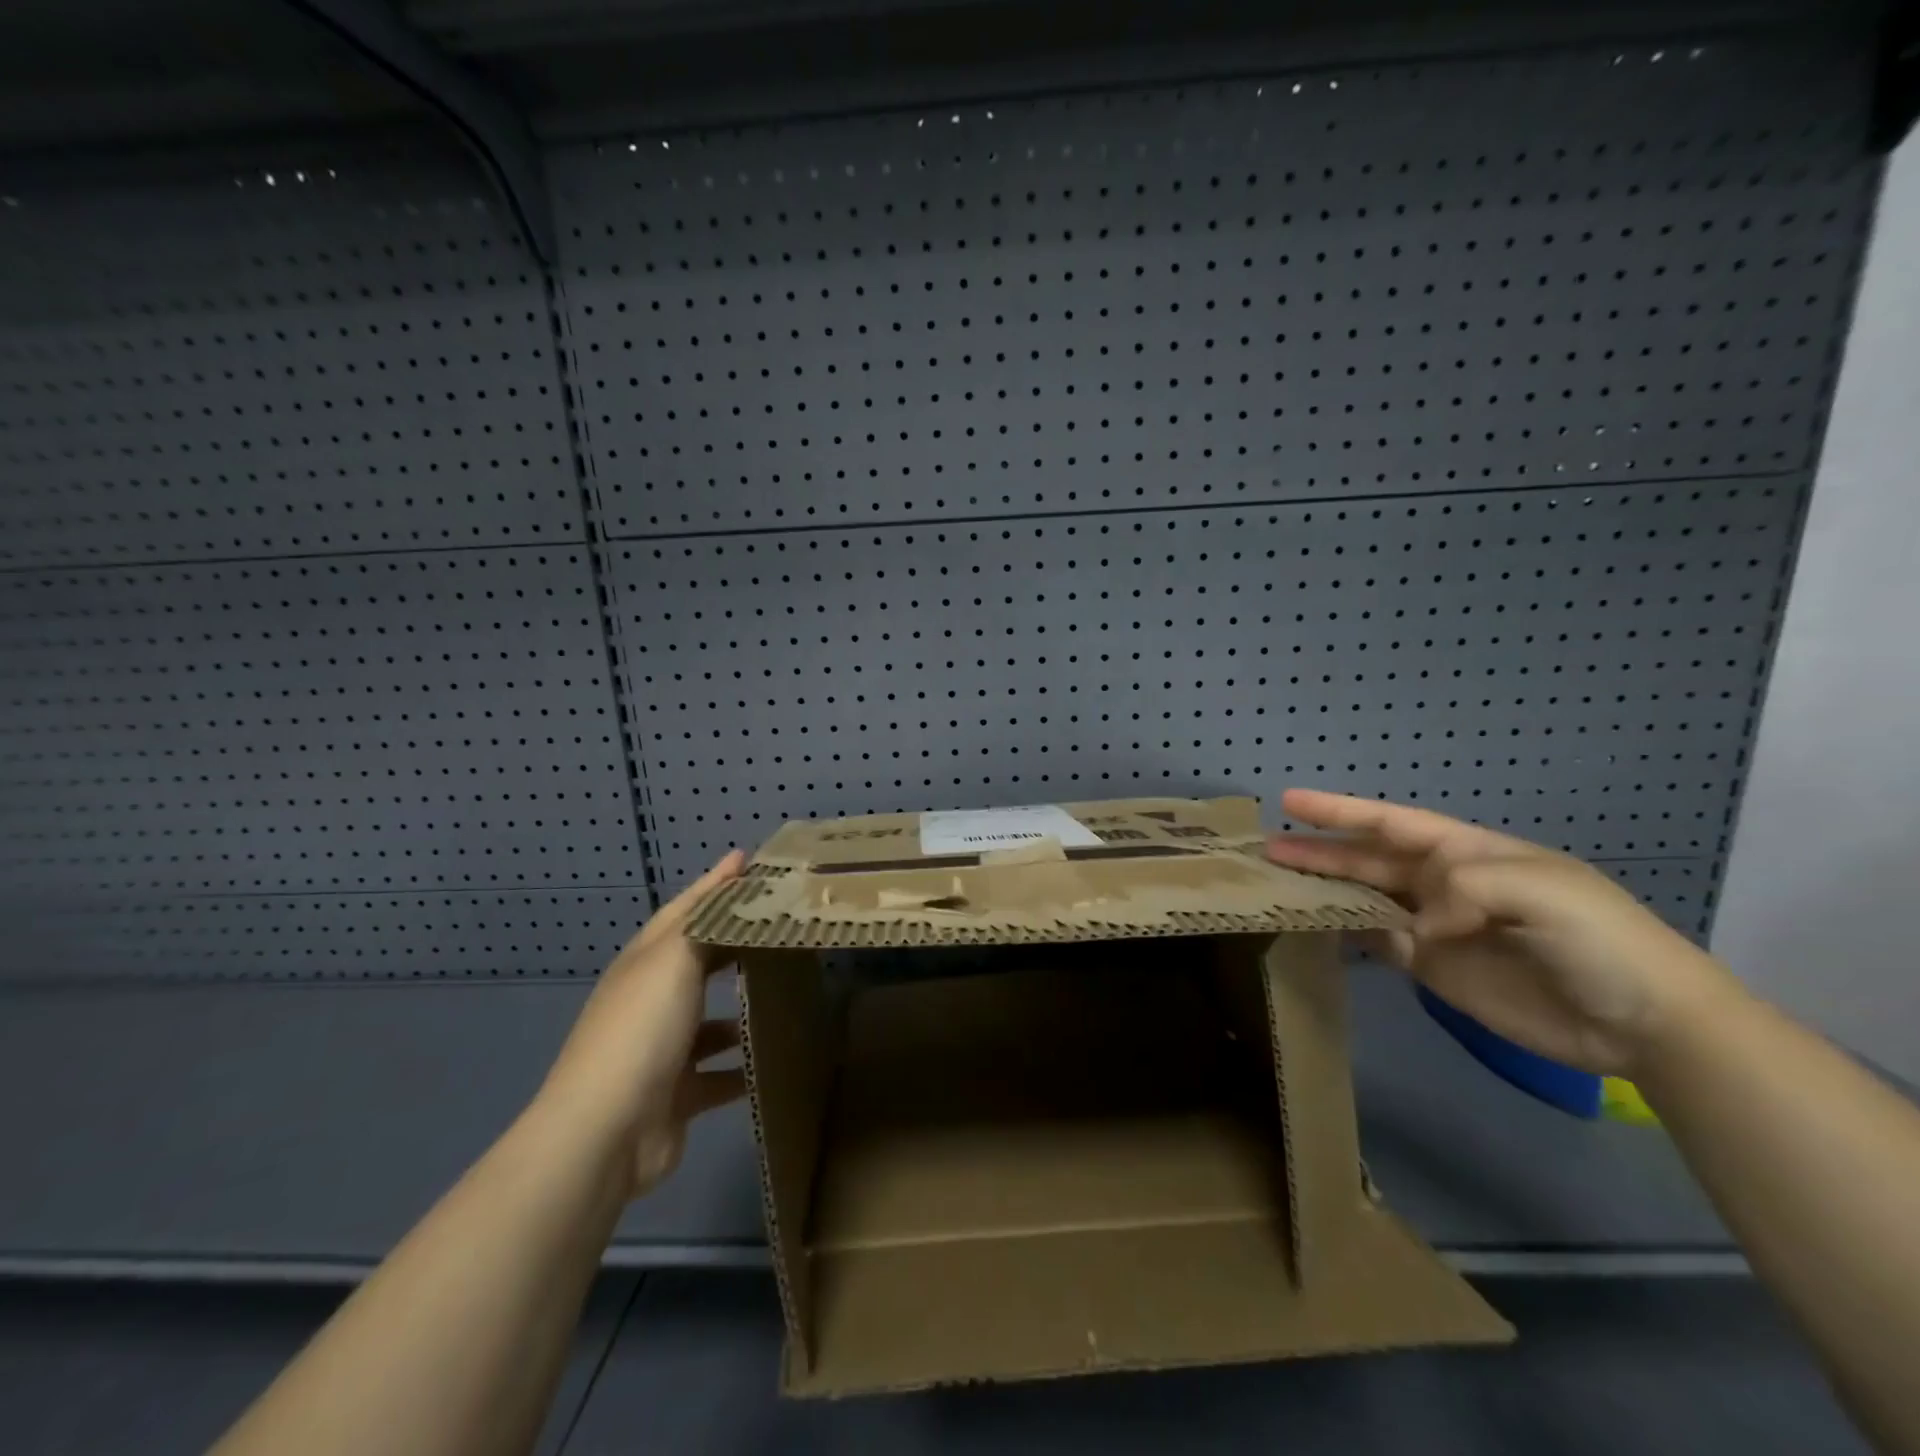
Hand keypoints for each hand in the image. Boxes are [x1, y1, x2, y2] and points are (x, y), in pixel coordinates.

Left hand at [536, 851, 747, 1198]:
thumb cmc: (642, 1029)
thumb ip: (705, 923)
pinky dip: (744, 1067)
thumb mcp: (672, 960)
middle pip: (698, 962)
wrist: (606, 1132)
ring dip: (742, 1011)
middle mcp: (650, 1001)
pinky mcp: (678, 1094)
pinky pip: (720, 1075)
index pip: (684, 909)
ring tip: (789, 994)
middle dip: (734, 943)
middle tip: (781, 926)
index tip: (749, 860)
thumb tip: (731, 881)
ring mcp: (662, 1050)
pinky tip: (776, 1058)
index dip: (714, 884)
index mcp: (644, 963)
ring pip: (711, 1022)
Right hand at [1264, 789, 1735, 1074]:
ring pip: (1365, 899)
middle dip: (1319, 851)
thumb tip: (1408, 925)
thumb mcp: (1538, 888)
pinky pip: (1378, 943)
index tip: (1290, 801)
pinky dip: (1346, 933)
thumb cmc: (1598, 937)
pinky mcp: (1433, 969)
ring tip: (1278, 885)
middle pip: (1367, 859)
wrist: (1645, 1020)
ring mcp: (1435, 927)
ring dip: (1325, 890)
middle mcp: (1442, 883)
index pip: (1390, 822)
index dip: (1340, 811)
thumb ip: (1462, 887)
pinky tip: (1317, 926)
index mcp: (1465, 852)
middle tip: (1267, 849)